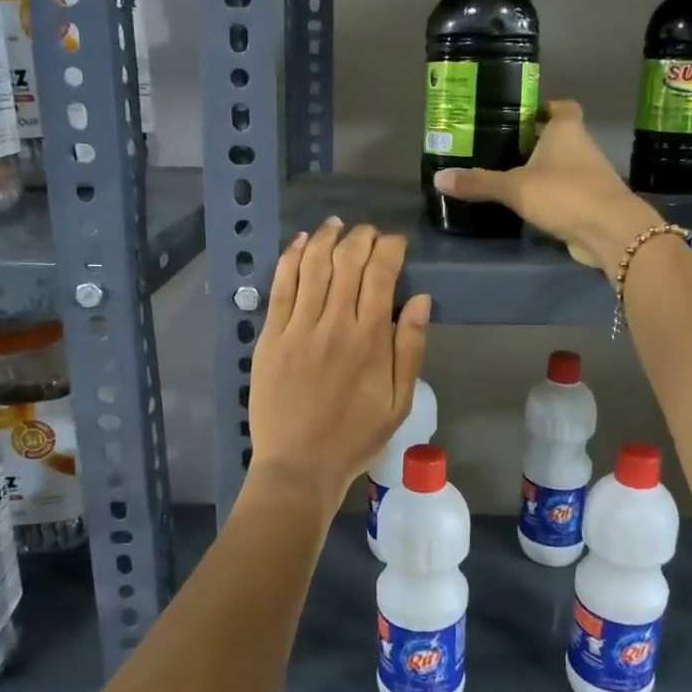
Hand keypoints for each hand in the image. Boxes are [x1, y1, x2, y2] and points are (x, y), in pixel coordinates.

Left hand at [247, 218, 431, 515]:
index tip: (396, 242)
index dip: (390, 249)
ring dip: (326, 238)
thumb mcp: (399, 402)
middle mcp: (334, 324)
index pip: (381, 274)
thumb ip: (410, 348)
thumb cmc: (355, 438)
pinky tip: (300, 242)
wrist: (299, 466)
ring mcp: (297, 328)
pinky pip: (280, 287)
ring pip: (312, 266)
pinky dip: (290, 259)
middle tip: (368, 233)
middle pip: (347, 262)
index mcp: (369, 340)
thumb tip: (421, 299)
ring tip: (336, 225)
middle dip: (361, 237)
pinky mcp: (270, 337)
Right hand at [433, 100, 658, 269]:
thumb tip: (438, 178)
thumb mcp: (514, 187)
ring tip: (510, 177)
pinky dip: (551, 197)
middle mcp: (583, 148)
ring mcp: (591, 177)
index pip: (562, 107)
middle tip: (503, 148)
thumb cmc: (564, 193)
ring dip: (544, 171)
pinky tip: (529, 206)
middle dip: (537, 142)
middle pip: (560, 138)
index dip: (546, 107)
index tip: (524, 114)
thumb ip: (479, 182)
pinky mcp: (592, 204)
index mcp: (567, 131)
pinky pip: (567, 194)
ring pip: (564, 167)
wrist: (609, 231)